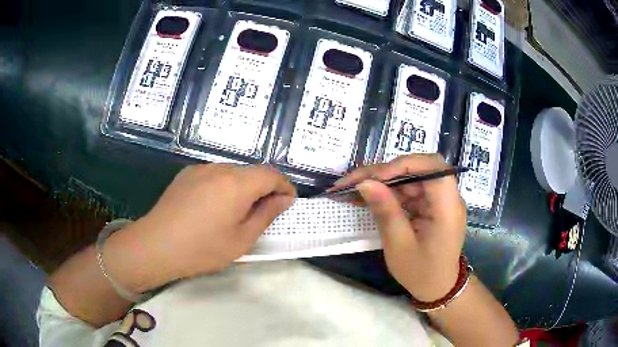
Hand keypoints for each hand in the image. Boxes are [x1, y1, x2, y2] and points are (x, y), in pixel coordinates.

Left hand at [130, 164, 295, 281]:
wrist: (156, 245)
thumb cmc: (202, 248)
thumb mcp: (241, 239)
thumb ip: (266, 215)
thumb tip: (283, 199)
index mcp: (236, 183)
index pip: (271, 174)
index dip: (284, 186)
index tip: (287, 203)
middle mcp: (219, 168)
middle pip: (251, 171)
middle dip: (264, 188)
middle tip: (263, 213)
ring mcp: (200, 169)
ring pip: (232, 172)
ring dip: (243, 187)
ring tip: (236, 212)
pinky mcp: (186, 174)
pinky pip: (214, 174)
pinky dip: (224, 186)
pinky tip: (213, 207)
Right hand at [334, 154, 465, 301]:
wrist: (438, 287)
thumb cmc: (421, 272)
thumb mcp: (399, 246)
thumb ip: (385, 211)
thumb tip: (364, 183)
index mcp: (447, 207)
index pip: (433, 167)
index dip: (403, 164)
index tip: (375, 177)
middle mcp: (447, 197)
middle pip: (418, 169)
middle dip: (385, 172)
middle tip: (354, 181)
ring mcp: (439, 200)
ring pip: (410, 177)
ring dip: (383, 181)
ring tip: (353, 189)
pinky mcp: (431, 205)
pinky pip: (409, 190)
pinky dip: (389, 192)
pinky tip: (369, 197)